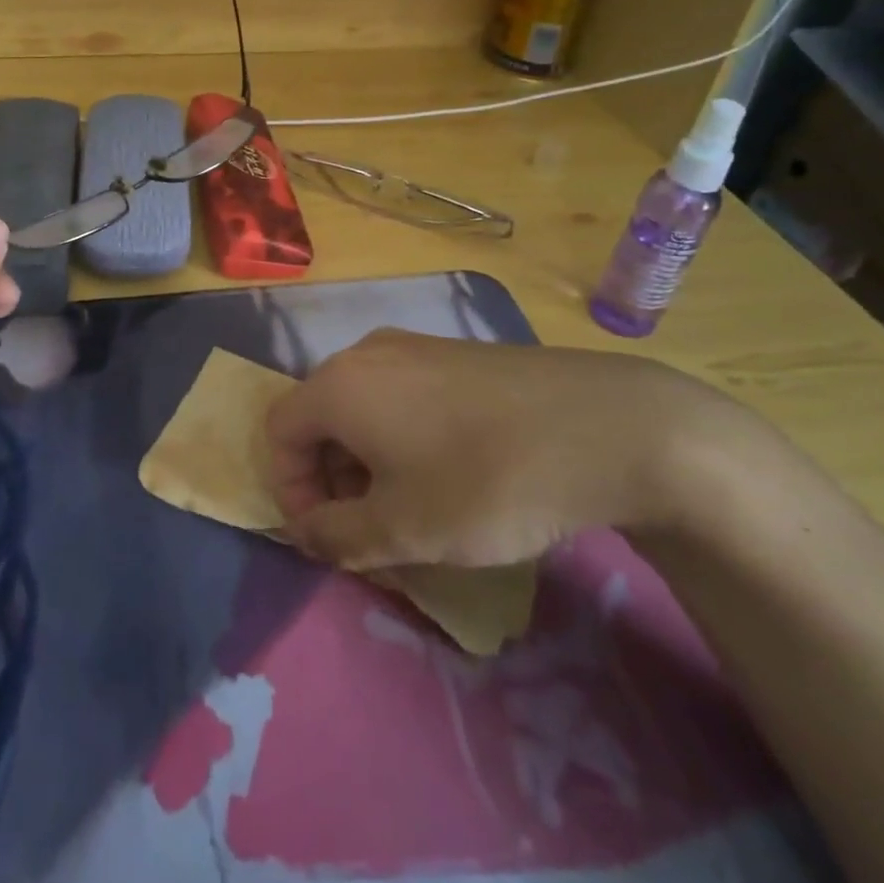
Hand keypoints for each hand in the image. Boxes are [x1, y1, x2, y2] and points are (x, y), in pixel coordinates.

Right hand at [265, 329, 766, 571]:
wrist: (604, 426)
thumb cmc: (484, 482)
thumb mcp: (402, 529)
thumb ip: (336, 536)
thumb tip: (306, 532)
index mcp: (339, 385)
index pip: (279, 432)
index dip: (290, 489)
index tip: (329, 536)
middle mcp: (367, 353)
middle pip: (320, 416)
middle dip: (331, 478)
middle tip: (371, 528)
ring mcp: (415, 345)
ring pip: (364, 404)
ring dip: (367, 459)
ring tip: (413, 505)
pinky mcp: (456, 352)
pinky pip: (403, 393)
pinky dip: (403, 434)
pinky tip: (452, 470)